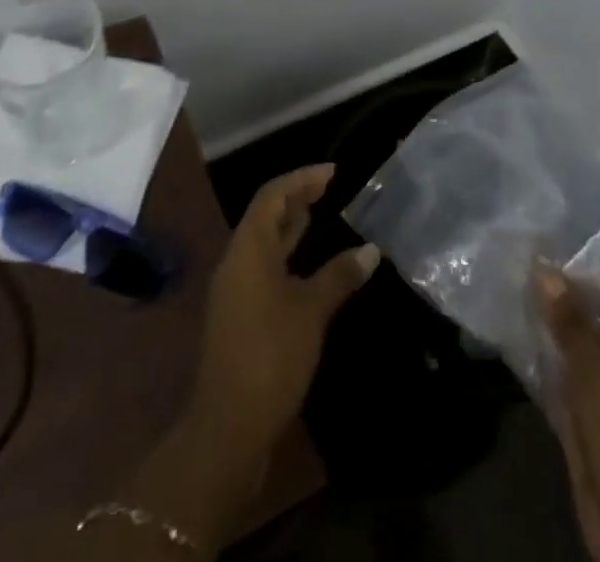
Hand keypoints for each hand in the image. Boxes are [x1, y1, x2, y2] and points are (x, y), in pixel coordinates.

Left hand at [189, 164, 379, 457]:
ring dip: (290, 225)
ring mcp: (234, 289)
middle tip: (329, 188)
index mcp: (248, 248)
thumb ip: (339, 276)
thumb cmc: (271, 356)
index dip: (302, 178)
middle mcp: (236, 260)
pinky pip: (263, 265)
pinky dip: (286, 253)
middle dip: (296, 197)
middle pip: (265, 214)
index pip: (272, 195)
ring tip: (320, 213)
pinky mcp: (239, 314)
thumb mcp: (311, 312)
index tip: (333, 172)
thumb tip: (371, 250)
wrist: (228, 427)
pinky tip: (308, 264)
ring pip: (263, 241)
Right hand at [539, 269, 599, 561]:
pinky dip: (540, 370)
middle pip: (589, 325)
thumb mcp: (593, 365)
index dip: (581, 277)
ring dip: (545, 336)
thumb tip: (545, 268)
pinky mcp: (583, 425)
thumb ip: (569, 318)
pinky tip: (512, 349)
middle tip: (516, 274)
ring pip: (571, 356)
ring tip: (507, 302)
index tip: (542, 257)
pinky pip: (560, 387)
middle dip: (557, 305)